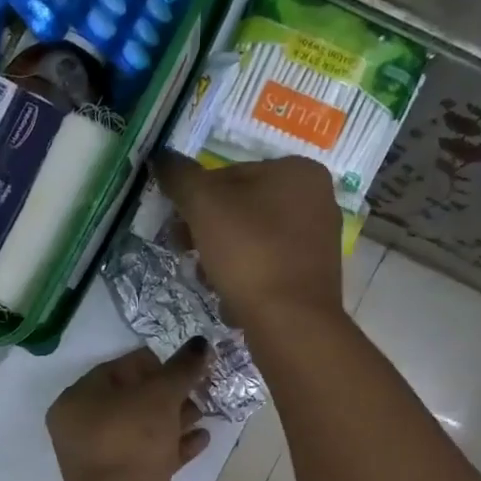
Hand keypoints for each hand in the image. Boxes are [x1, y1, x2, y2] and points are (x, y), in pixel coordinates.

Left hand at [47, 340, 212, 480]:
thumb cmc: (132, 439)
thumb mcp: (160, 395)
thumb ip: (181, 368)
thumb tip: (201, 343)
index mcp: (78, 400)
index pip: (116, 369)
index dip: (151, 361)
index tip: (182, 361)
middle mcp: (84, 428)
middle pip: (131, 400)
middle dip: (167, 392)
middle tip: (198, 384)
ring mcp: (104, 458)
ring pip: (143, 429)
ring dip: (175, 418)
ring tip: (205, 409)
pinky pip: (152, 455)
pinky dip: (175, 445)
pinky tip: (202, 438)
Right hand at [151, 154, 342, 326]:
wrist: (290, 322)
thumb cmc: (249, 252)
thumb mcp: (203, 205)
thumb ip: (179, 176)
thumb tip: (161, 157)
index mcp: (299, 171)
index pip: (231, 174)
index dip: (197, 198)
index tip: (178, 224)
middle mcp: (317, 200)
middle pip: (243, 208)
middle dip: (207, 231)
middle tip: (184, 251)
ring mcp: (319, 242)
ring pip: (253, 240)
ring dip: (221, 258)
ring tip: (206, 280)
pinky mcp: (313, 278)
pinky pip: (268, 268)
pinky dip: (246, 279)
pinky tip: (230, 299)